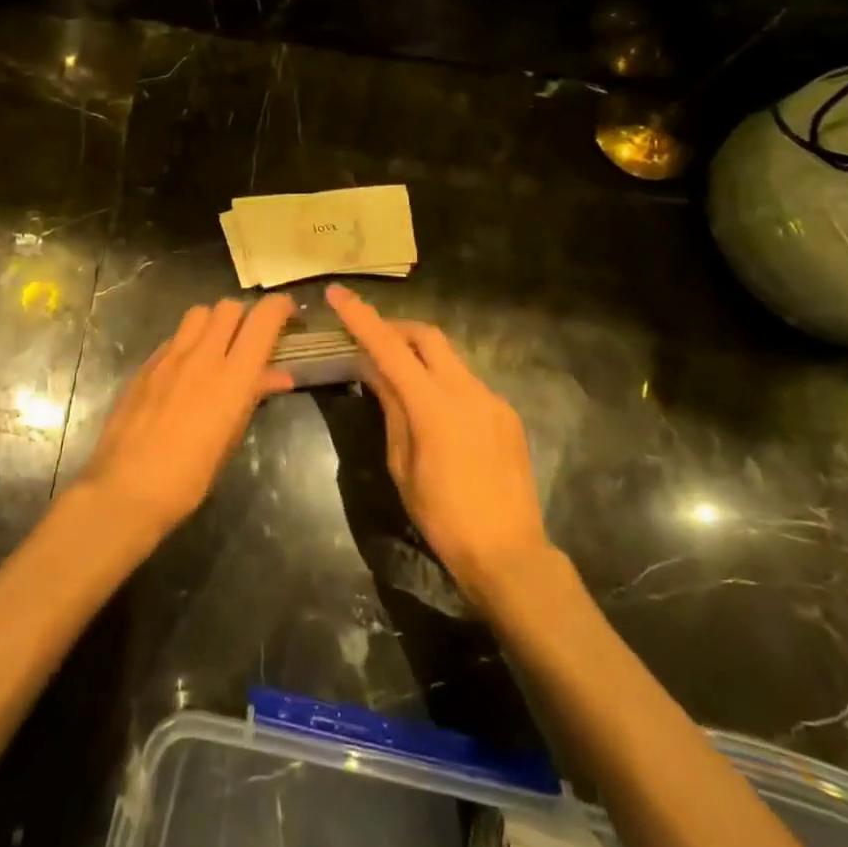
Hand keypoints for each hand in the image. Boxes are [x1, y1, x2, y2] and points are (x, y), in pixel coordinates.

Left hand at [77, 295, 295, 541]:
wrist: (126, 488)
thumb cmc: (189, 477)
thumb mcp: (231, 438)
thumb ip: (253, 397)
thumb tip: (278, 376)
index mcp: (232, 376)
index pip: (262, 319)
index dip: (280, 308)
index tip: (289, 315)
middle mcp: (202, 355)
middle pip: (229, 307)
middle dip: (246, 315)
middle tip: (252, 338)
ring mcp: (169, 357)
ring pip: (199, 314)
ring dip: (215, 322)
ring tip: (219, 348)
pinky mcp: (145, 365)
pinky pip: (175, 337)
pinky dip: (189, 341)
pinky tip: (188, 368)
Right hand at [327, 284, 550, 601]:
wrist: (508, 553)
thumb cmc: (442, 516)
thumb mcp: (401, 464)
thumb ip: (391, 409)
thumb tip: (374, 371)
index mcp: (433, 405)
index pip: (389, 348)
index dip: (361, 318)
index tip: (338, 294)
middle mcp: (466, 390)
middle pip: (427, 336)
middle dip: (396, 328)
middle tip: (371, 340)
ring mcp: (491, 399)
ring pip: (449, 357)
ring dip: (420, 356)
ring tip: (399, 380)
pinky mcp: (506, 414)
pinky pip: (467, 383)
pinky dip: (442, 382)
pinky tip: (434, 412)